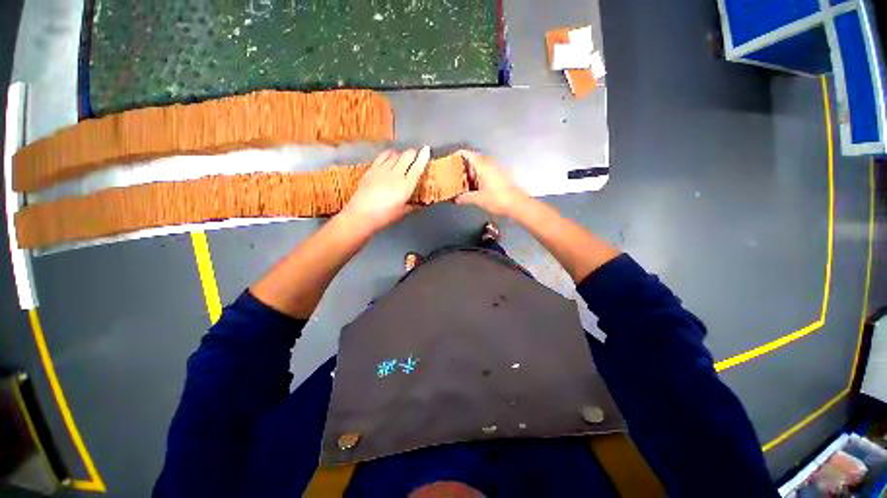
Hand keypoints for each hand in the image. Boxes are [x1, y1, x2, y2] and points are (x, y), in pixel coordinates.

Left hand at [340, 147, 430, 231]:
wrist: (361, 214)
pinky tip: (390, 155)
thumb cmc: (385, 216)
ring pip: (395, 155)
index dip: (423, 157)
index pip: (417, 167)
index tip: (426, 149)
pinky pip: (382, 156)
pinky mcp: (372, 169)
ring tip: (403, 157)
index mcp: (406, 185)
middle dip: (413, 153)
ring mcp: (383, 170)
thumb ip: (411, 207)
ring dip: (401, 154)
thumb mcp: (401, 212)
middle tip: (415, 154)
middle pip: (407, 156)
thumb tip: (418, 206)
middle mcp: (396, 174)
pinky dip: (389, 154)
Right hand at [454, 150, 530, 216]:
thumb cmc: (497, 199)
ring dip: (474, 170)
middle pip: (475, 158)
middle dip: (466, 164)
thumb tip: (456, 199)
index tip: (452, 158)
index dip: (460, 154)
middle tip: (457, 172)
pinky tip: (478, 185)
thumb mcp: (478, 199)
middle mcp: (490, 164)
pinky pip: (489, 170)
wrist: (517, 204)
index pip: (469, 154)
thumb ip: (465, 198)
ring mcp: (498, 168)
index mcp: (483, 166)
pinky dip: (481, 174)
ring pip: (483, 164)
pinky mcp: (503, 174)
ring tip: (466, 180)